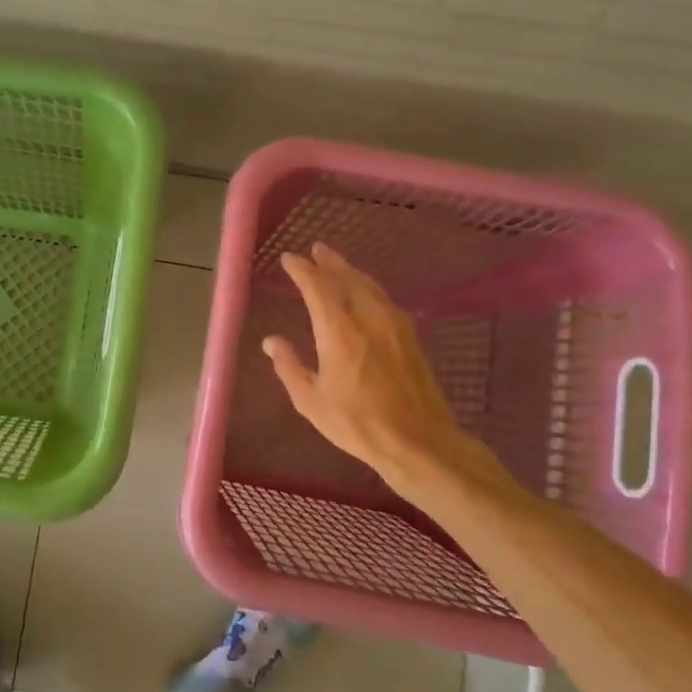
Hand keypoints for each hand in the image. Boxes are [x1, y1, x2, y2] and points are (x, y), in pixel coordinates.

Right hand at [262, 242, 485, 492]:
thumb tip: (271, 341)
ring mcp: (394, 326)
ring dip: (351, 272)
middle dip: (330, 262)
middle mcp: (369, 319)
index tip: (289, 259)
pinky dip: (368, 288)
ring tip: (337, 265)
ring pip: (370, 286)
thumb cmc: (358, 423)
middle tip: (317, 249)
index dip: (302, 270)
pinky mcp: (411, 337)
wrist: (419, 442)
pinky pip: (384, 299)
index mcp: (340, 332)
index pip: (318, 287)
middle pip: (349, 278)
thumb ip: (289, 366)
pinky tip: (365, 294)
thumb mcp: (311, 400)